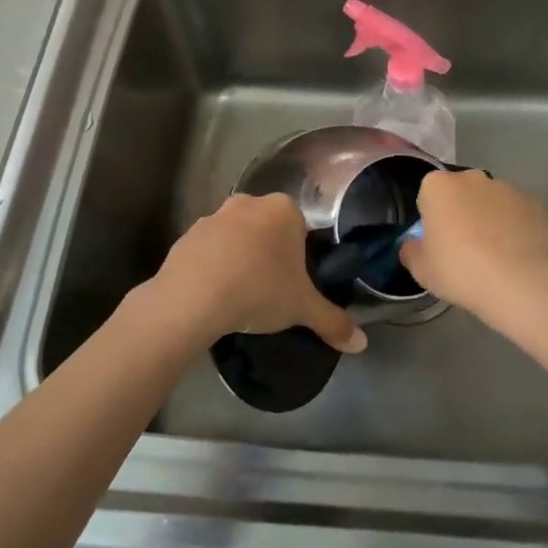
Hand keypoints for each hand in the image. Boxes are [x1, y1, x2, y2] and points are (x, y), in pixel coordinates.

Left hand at [146, 193, 366, 353]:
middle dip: (269, 254)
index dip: (299, 255)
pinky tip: (213, 295)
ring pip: (236, 237)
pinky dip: (212, 267)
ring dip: (239, 258)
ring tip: (240, 296)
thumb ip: (333, 322)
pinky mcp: (186, 236)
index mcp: (284, 210)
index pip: (300, 227)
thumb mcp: (303, 309)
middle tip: (271, 289)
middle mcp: (249, 203)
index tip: (295, 282)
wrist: (193, 298)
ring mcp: (213, 217)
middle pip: (267, 229)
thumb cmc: (260, 290)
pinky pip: (207, 250)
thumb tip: (361, 344)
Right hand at [400, 170, 547, 319]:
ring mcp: (507, 188)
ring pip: (491, 200)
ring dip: (489, 217)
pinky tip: (515, 252)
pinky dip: (515, 226)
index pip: (428, 194)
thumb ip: (411, 250)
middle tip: (462, 247)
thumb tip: (414, 245)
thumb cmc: (458, 270)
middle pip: (461, 192)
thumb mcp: (420, 269)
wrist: (515, 282)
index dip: (431, 217)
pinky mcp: (535, 204)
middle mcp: (473, 178)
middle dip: (461, 211)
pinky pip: (517, 213)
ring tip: (493, 253)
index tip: (437, 241)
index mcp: (438, 186)